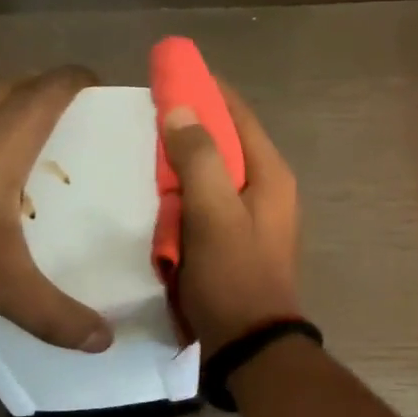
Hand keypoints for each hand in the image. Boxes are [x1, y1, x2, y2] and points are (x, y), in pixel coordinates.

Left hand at [0, 67, 112, 350]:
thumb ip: (53, 313)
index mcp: (3, 137)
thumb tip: (103, 341)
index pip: (49, 89)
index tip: (96, 85)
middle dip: (41, 90)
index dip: (77, 80)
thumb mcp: (0, 284)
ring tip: (15, 131)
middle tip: (62, 116)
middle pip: (12, 83)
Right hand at [160, 84, 301, 354]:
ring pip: (217, 171)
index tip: (169, 72)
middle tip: (149, 112)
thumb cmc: (232, 275)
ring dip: (186, 158)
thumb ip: (198, 158)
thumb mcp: (213, 213)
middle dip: (191, 123)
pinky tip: (159, 192)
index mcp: (270, 173)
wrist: (249, 344)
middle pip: (228, 140)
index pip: (238, 114)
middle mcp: (269, 188)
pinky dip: (187, 190)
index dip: (206, 89)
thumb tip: (180, 109)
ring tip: (147, 146)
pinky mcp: (238, 238)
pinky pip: (210, 200)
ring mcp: (255, 215)